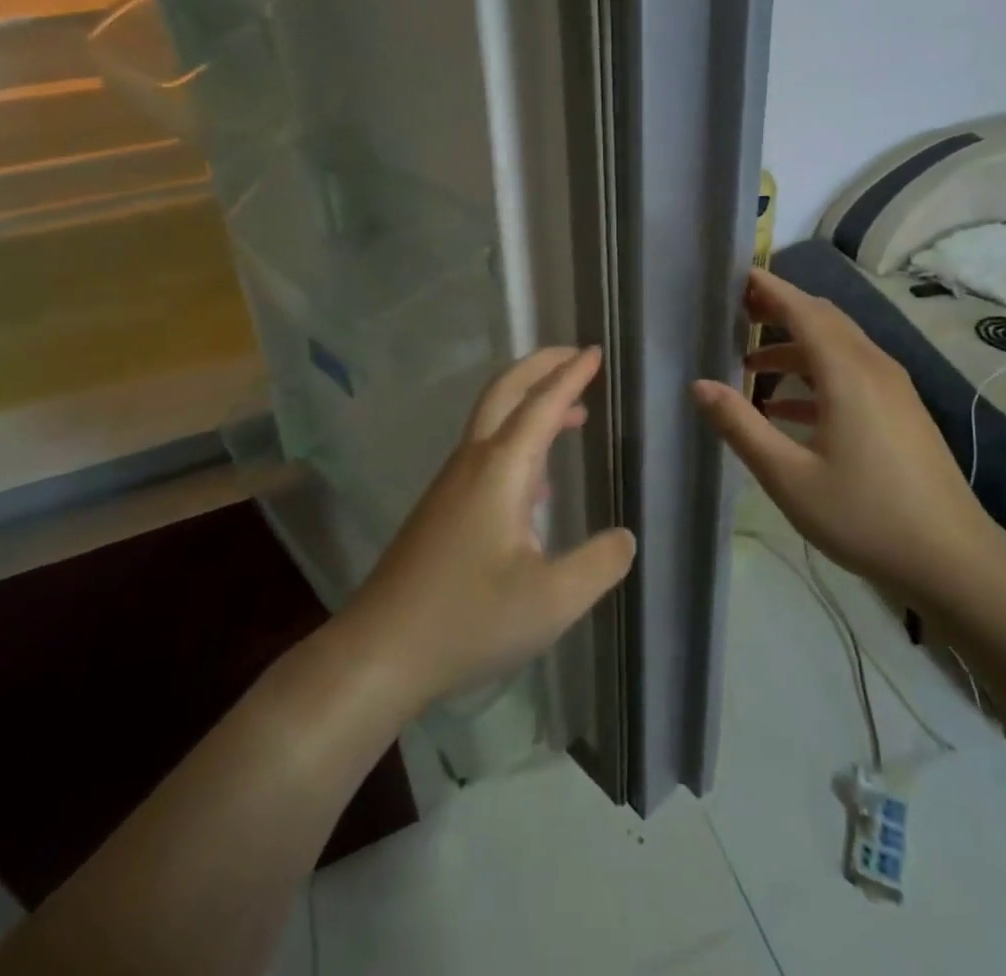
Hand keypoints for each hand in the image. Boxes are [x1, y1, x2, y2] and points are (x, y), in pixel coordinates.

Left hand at [344, 346, 635, 713]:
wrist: (379, 652)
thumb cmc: (468, 619)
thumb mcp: (551, 600)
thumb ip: (599, 564)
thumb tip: (625, 537)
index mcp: (501, 469)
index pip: (542, 405)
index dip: (572, 376)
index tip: (596, 353)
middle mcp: (473, 463)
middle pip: (505, 392)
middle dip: (541, 367)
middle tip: (576, 357)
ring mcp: (452, 485)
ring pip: (493, 423)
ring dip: (531, 405)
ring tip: (572, 415)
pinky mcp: (442, 509)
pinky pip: (486, 454)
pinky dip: (518, 441)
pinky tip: (538, 480)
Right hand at [693, 268, 1005, 613]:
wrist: (954, 560)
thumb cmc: (865, 517)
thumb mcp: (789, 478)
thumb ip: (741, 426)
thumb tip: (699, 386)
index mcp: (847, 373)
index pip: (803, 310)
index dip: (769, 289)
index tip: (735, 276)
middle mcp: (874, 368)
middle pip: (823, 319)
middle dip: (780, 310)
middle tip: (737, 313)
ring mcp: (894, 389)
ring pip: (839, 347)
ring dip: (796, 347)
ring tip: (751, 364)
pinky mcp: (902, 411)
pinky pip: (853, 374)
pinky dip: (817, 375)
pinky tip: (789, 409)